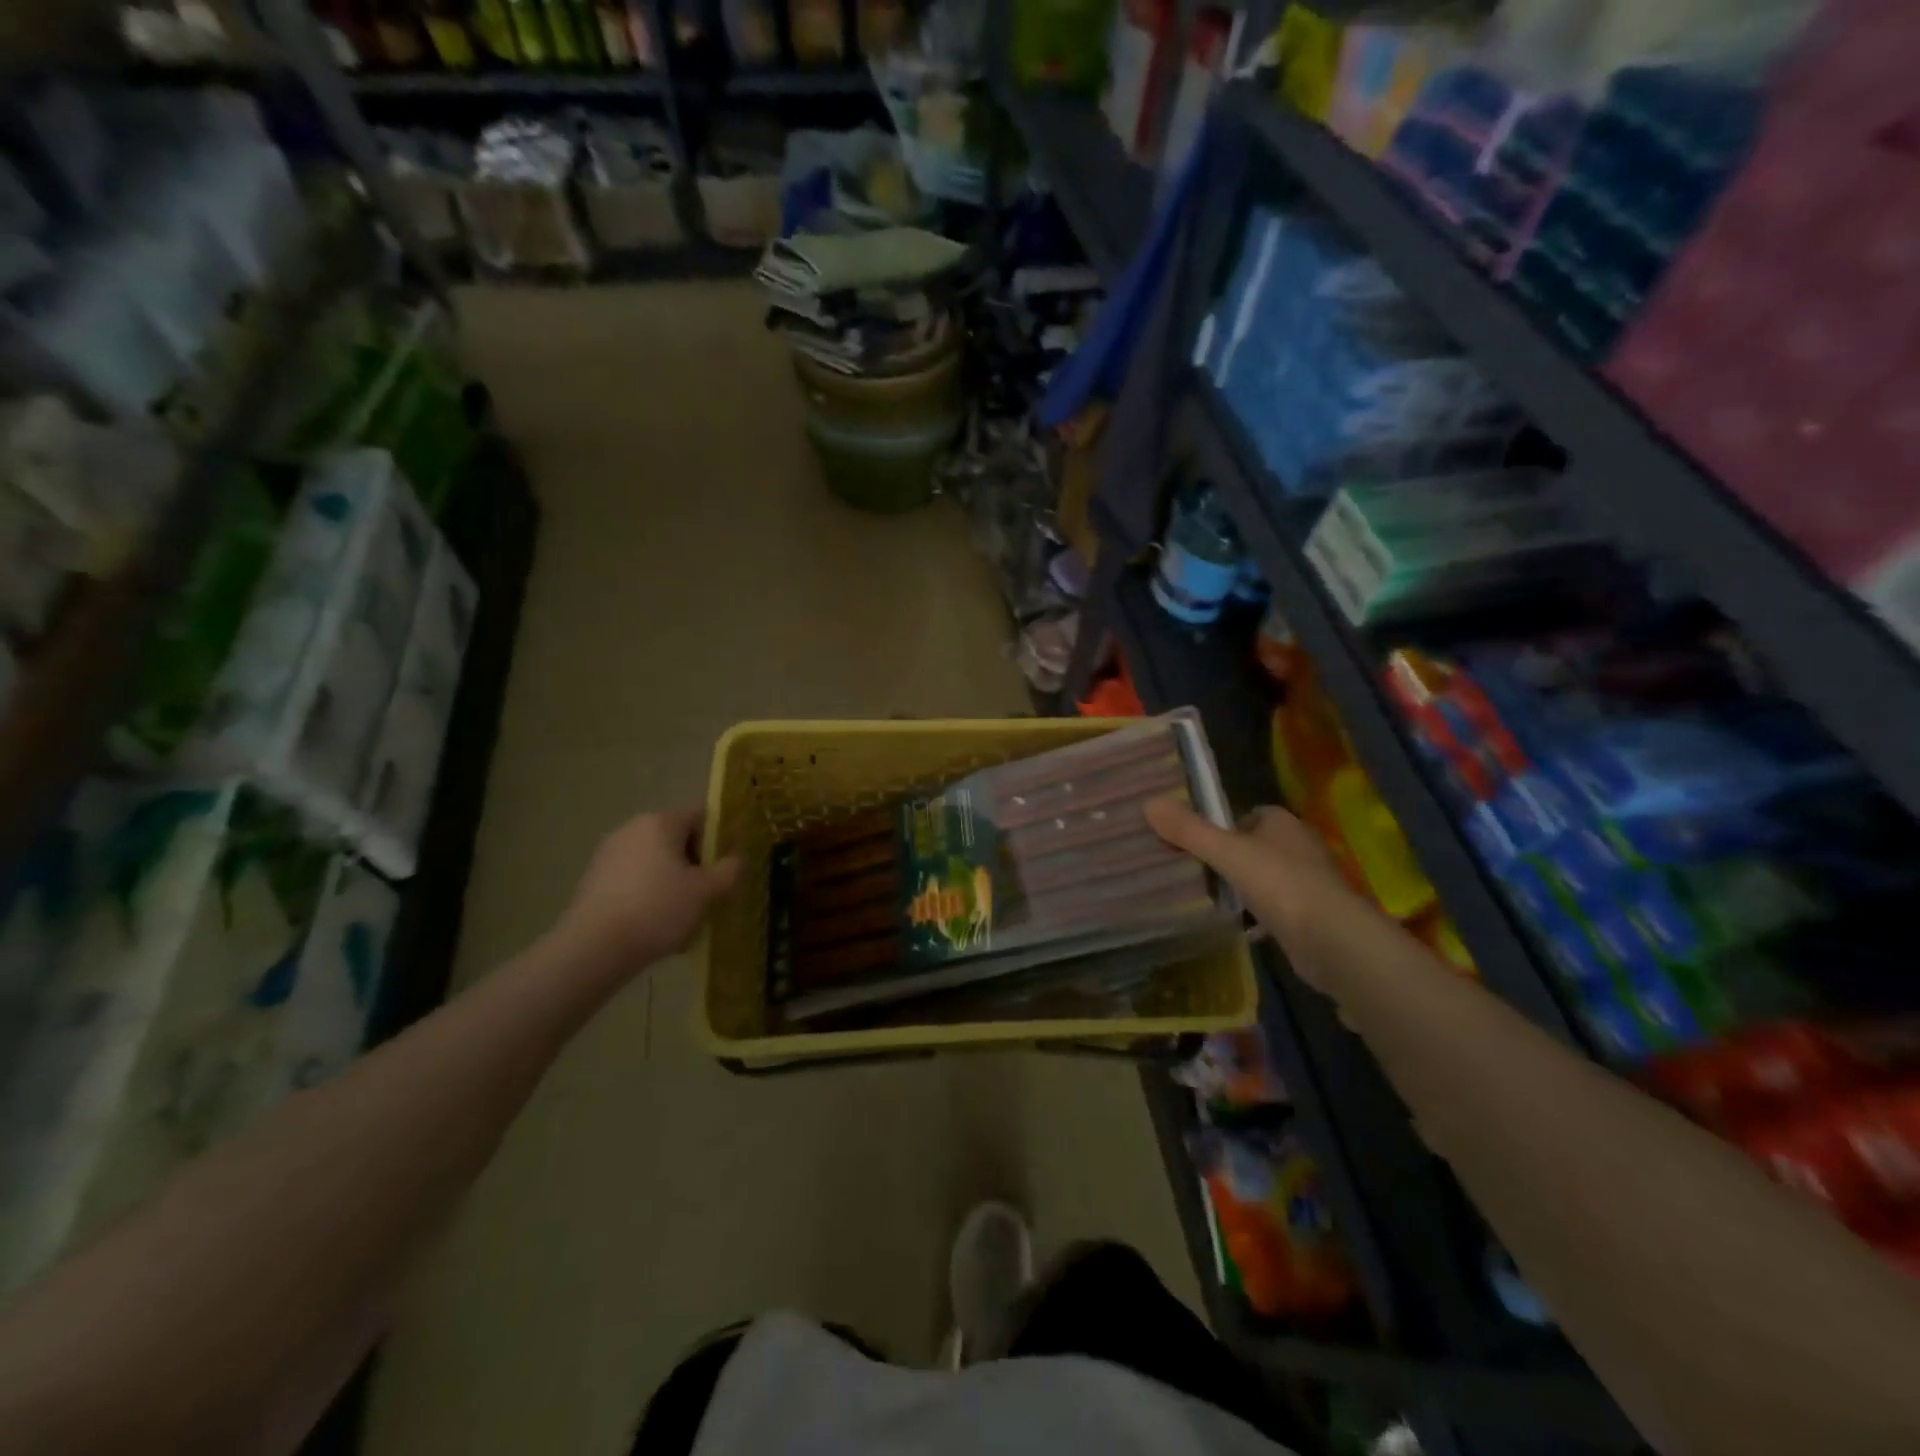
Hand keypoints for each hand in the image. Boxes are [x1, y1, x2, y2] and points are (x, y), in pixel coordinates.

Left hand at [553, 806, 740, 979]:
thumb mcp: (705, 892)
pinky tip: (653, 924)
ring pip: (655, 860)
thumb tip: (736, 859)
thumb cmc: (657, 910)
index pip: (701, 815)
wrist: (592, 948)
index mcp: (660, 822)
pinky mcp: (594, 878)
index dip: (719, 839)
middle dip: (695, 863)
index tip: (724, 868)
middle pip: (677, 838)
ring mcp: (609, 853)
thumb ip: (728, 870)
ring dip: (673, 880)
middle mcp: (632, 828)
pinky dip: (648, 893)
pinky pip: (634, 878)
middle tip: (707, 895)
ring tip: (681, 915)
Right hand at [1146, 798, 1353, 973]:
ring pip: (1265, 877)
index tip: (1196, 843)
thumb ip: (1189, 831)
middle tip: (1194, 871)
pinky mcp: (1312, 916)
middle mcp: (1300, 847)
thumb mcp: (1227, 853)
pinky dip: (1258, 915)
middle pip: (1255, 846)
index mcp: (1283, 823)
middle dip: (1230, 857)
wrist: (1333, 941)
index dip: (1222, 826)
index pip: (1248, 815)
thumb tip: (1149, 803)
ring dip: (1244, 887)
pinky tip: (1236, 926)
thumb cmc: (1280, 884)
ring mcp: (1309, 883)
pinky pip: (1276, 908)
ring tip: (1208, 898)